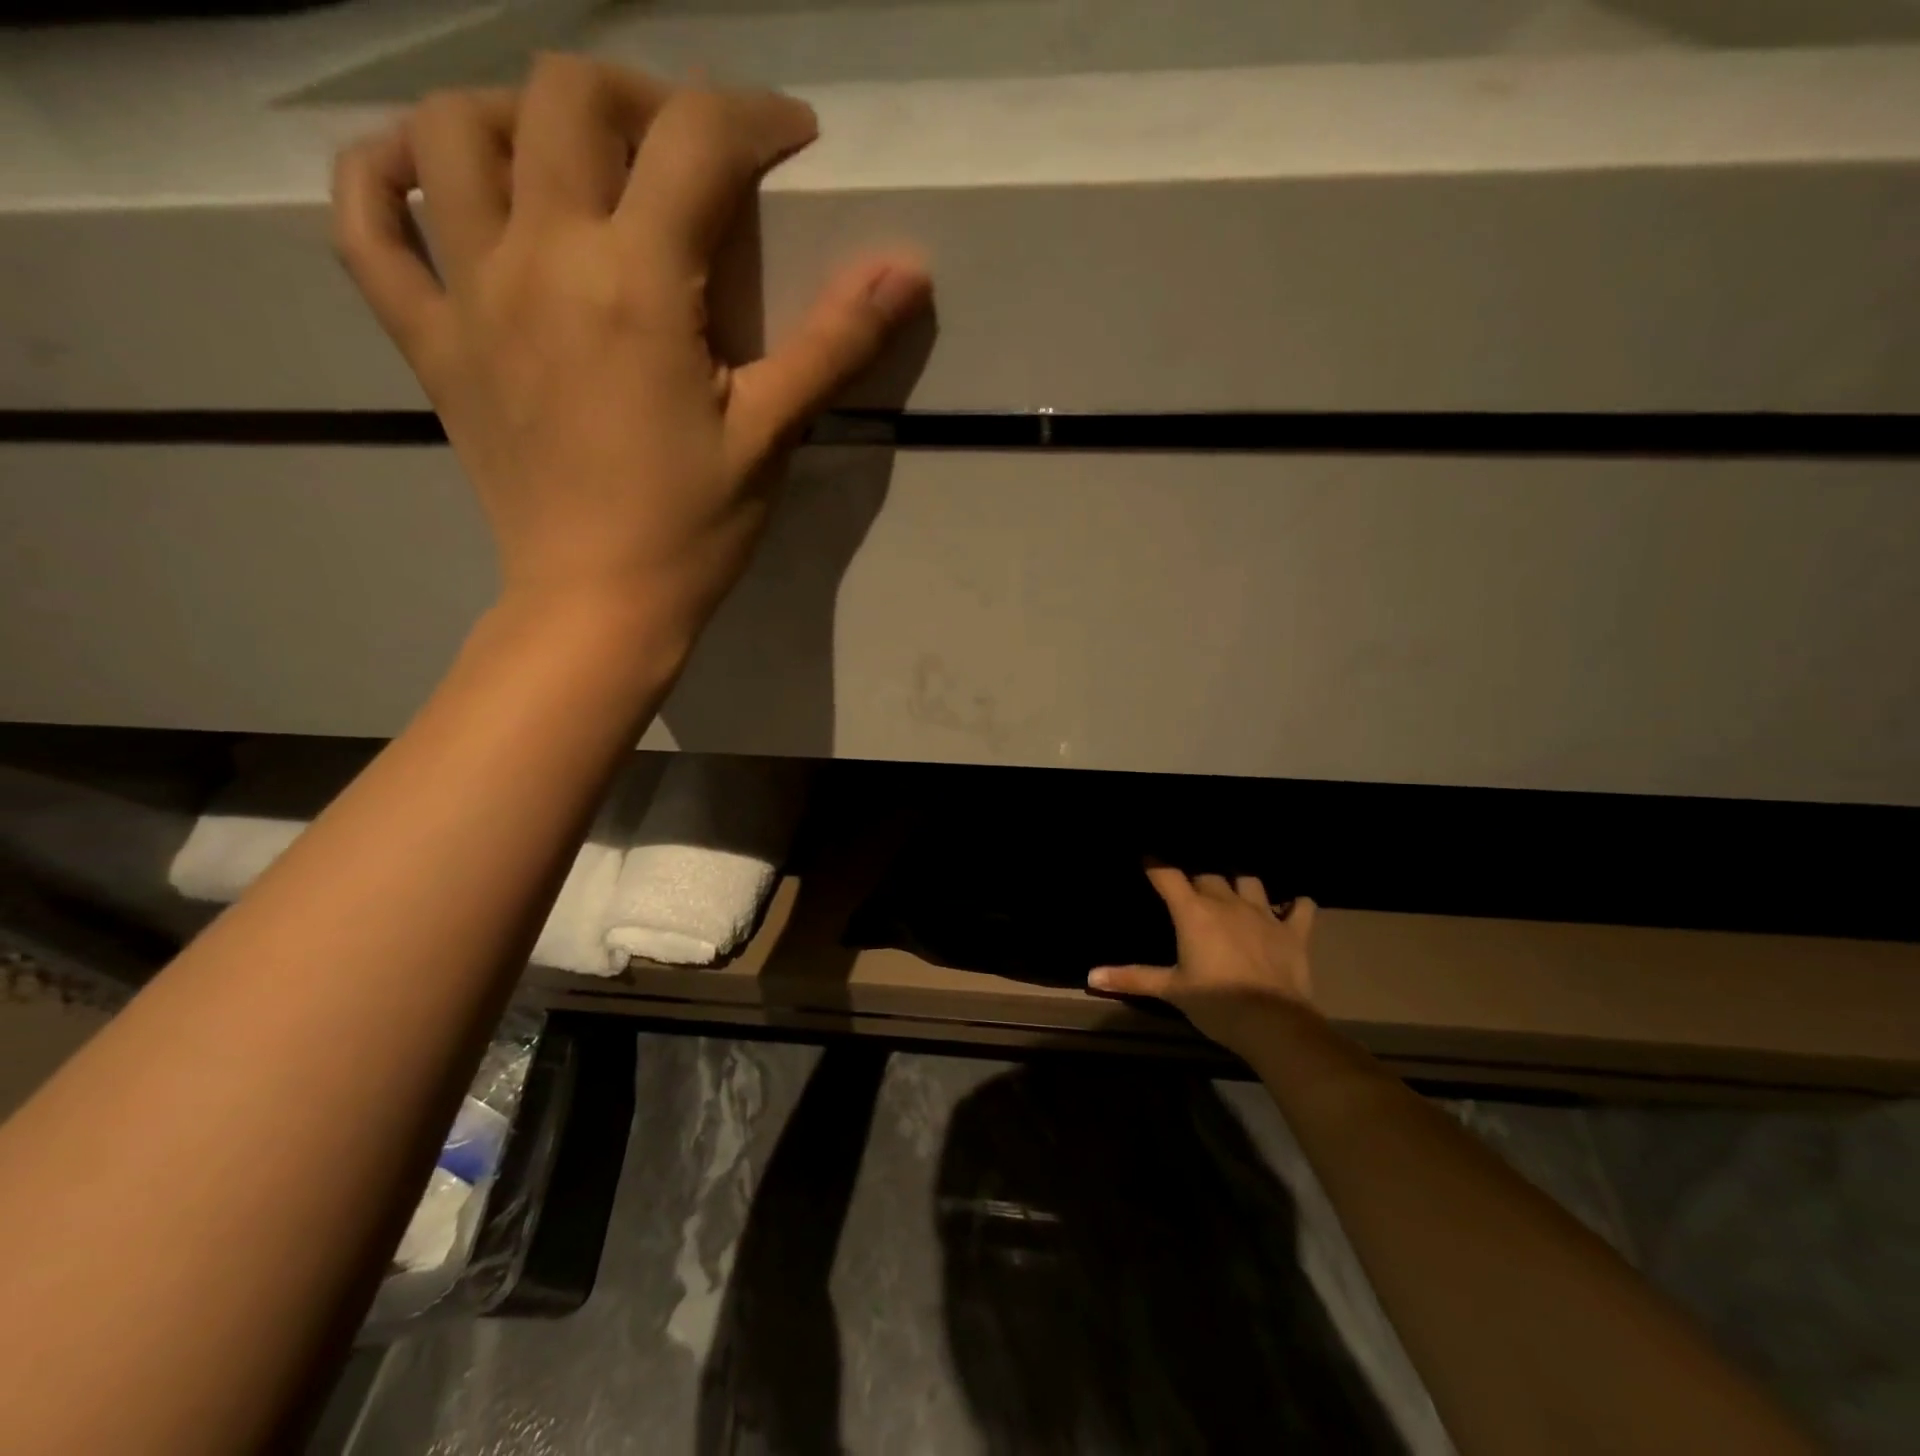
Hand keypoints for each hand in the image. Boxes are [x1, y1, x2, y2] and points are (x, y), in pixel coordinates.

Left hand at [330, 54, 930, 648]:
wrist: (598, 604)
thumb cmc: (693, 528)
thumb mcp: (772, 436)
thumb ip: (835, 343)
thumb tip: (909, 269)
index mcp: (636, 283)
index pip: (696, 140)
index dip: (754, 118)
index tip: (792, 139)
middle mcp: (540, 259)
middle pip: (568, 96)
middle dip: (644, 95)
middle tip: (689, 149)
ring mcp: (468, 296)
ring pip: (456, 130)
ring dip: (520, 114)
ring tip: (575, 158)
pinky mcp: (429, 342)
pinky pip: (365, 226)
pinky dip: (381, 174)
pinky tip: (428, 173)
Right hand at [1089, 867, 1317, 1057]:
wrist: (1273, 1024)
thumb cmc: (1216, 1003)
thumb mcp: (1170, 990)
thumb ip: (1131, 978)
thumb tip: (1090, 976)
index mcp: (1194, 912)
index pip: (1168, 876)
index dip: (1155, 865)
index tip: (1146, 859)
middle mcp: (1227, 903)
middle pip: (1207, 876)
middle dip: (1196, 880)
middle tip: (1189, 894)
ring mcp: (1264, 914)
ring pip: (1249, 881)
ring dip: (1239, 884)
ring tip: (1233, 894)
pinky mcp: (1294, 932)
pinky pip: (1300, 906)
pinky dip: (1294, 905)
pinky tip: (1288, 908)